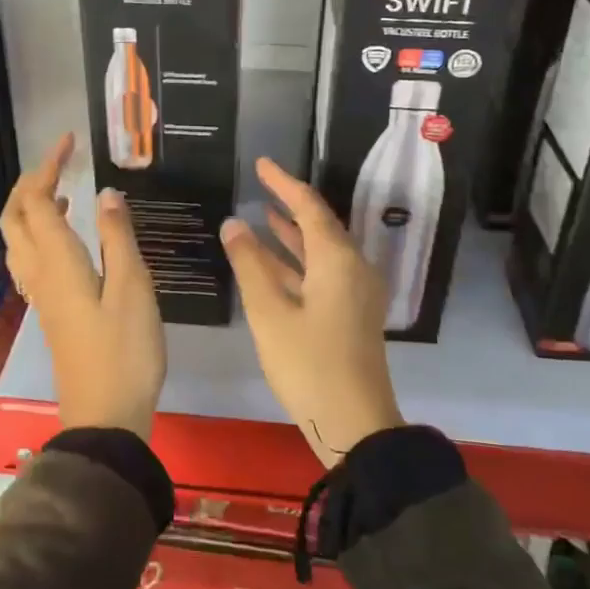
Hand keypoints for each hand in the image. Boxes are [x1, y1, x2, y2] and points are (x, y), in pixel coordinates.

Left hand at [1, 134, 165, 438]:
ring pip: (19, 239)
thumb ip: (119, 237)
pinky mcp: (50, 310)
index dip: (47, 166)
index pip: (36, 201)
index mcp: (58, 262)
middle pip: (15, 218)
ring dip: (32, 207)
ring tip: (63, 192)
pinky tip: (70, 237)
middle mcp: (39, 273)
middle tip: (60, 162)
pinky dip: (41, 233)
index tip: (69, 142)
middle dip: (30, 182)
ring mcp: (41, 294)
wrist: (105, 415)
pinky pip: (32, 258)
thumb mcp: (133, 289)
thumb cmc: (126, 351)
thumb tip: (105, 193)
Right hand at [220, 158, 403, 466]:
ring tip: (261, 215)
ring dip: (291, 235)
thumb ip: (250, 264)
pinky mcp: (352, 314)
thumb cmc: (308, 364)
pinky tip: (272, 263)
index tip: (262, 164)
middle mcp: (353, 267)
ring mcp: (356, 292)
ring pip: (320, 251)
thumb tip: (234, 223)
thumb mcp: (270, 313)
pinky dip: (297, 263)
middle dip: (288, 205)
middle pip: (319, 225)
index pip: (309, 206)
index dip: (284, 183)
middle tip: (259, 186)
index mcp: (337, 259)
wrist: (355, 424)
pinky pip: (323, 273)